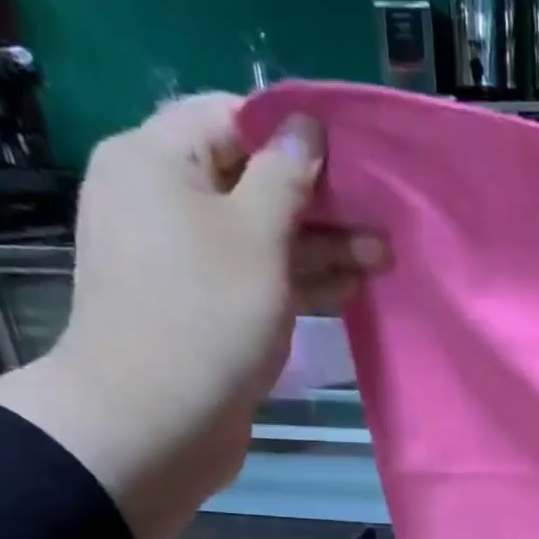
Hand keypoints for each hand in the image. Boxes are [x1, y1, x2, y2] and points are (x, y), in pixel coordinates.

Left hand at [0, 93, 388, 538]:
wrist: (156, 421)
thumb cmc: (207, 315)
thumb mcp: (256, 236)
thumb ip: (285, 177)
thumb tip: (305, 128)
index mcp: (157, 161)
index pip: (230, 118)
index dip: (292, 135)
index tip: (351, 160)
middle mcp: (164, 202)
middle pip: (251, 182)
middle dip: (319, 201)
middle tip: (380, 220)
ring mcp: (184, 261)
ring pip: (261, 238)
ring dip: (321, 247)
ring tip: (382, 258)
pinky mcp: (204, 309)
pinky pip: (256, 279)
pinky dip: (299, 282)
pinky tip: (348, 290)